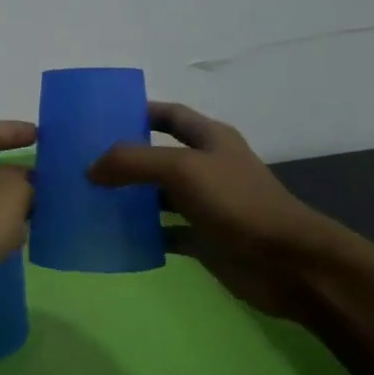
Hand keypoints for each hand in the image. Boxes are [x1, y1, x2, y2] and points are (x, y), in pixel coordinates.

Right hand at [88, 102, 347, 328]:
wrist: (288, 263)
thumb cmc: (237, 203)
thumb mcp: (182, 169)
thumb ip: (133, 162)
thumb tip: (91, 169)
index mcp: (210, 139)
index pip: (170, 115)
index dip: (139, 111)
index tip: (101, 118)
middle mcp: (208, 167)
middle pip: (160, 155)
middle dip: (126, 158)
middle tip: (84, 163)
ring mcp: (207, 205)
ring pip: (160, 196)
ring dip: (131, 198)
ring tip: (91, 199)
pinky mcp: (205, 239)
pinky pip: (166, 232)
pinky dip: (144, 234)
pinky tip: (116, 237)